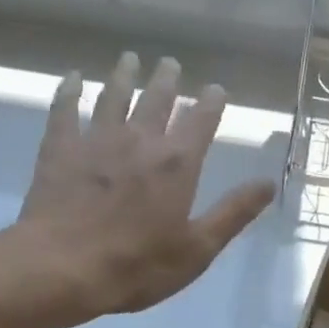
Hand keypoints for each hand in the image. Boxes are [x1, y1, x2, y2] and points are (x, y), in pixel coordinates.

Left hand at [15, 53, 274, 322]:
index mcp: (177, 164)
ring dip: (123, 76)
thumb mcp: (197, 250)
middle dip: (167, 80)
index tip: (216, 89)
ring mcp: (96, 141)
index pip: (201, 121)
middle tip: (169, 63)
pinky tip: (72, 78)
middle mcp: (140, 140)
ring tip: (129, 59)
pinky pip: (65, 110)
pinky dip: (69, 91)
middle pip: (156, 100)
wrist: (64, 268)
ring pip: (113, 96)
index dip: (211, 103)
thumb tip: (269, 183)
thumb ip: (233, 213)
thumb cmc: (137, 266)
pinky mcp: (60, 149)